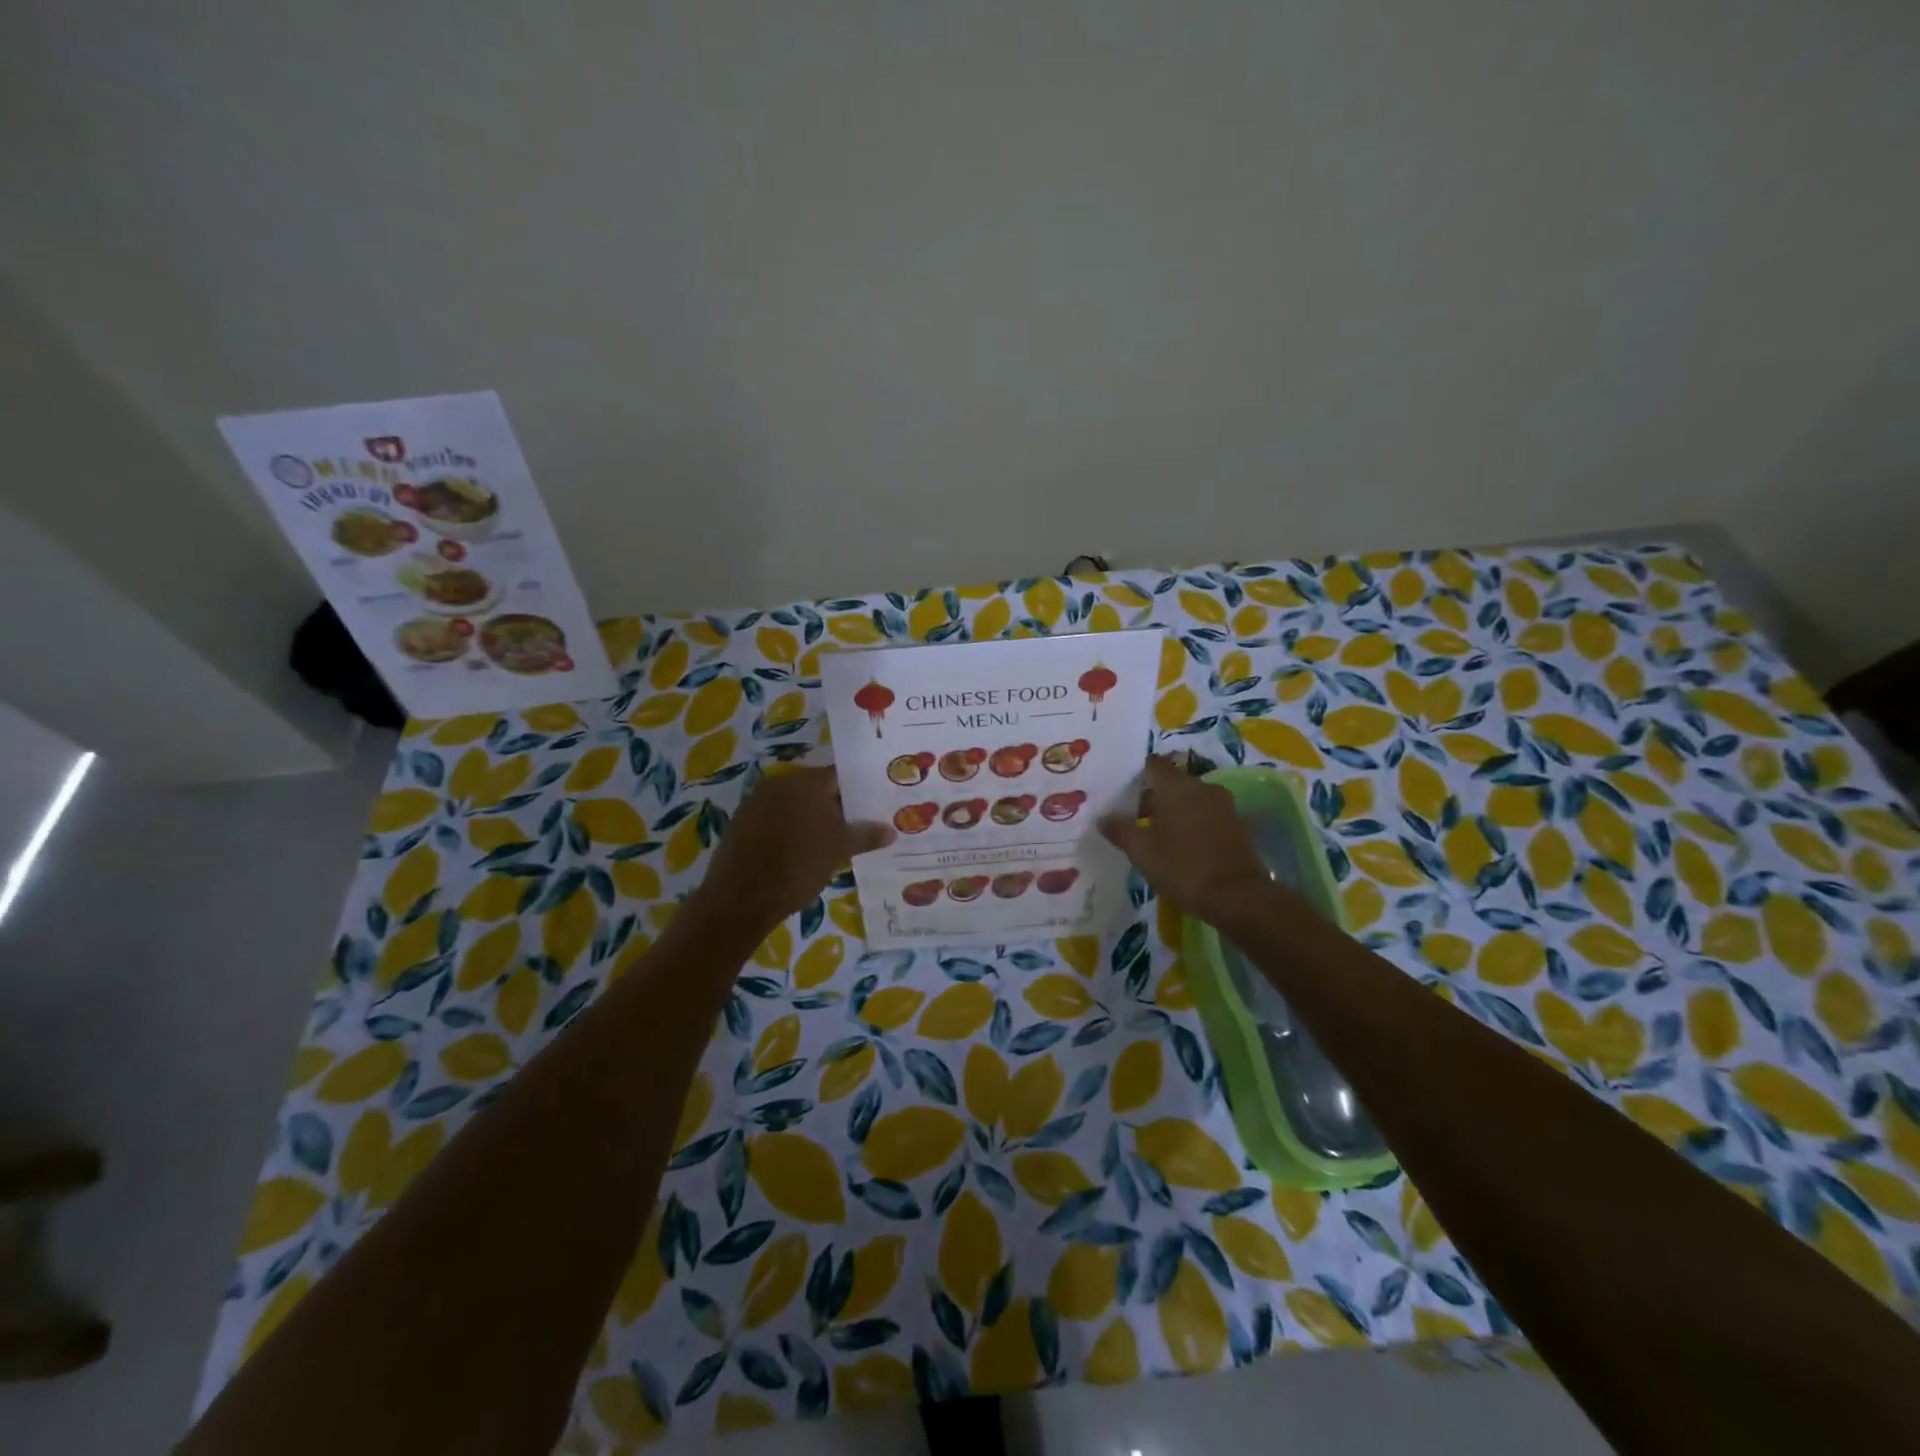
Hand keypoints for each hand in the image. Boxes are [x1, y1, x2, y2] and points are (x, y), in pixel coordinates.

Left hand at [692, 766, 890, 930]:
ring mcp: (756, 801)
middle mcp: (780, 782)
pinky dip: (789, 828)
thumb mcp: (839, 851)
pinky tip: (800, 850)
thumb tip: (890, 830)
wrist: (741, 898)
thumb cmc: (798, 867)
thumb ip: (865, 835)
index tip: (874, 806)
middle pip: (816, 788)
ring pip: (794, 804)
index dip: (859, 791)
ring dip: (812, 817)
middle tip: (856, 825)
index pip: (840, 776)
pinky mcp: (741, 821)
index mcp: (806, 782)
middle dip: (836, 805)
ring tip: (831, 840)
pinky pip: (774, 817)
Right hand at [1099, 756, 1273, 924]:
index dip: (1137, 775)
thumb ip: (1120, 829)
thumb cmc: (1182, 868)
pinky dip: (1193, 824)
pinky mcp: (1237, 824)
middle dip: (1154, 797)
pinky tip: (1183, 846)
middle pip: (1172, 781)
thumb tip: (1103, 816)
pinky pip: (1207, 814)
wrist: (1238, 897)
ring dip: (1175, 811)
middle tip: (1135, 819)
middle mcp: (1202, 787)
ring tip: (1158, 835)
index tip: (1123, 793)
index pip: (1153, 765)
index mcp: (1176, 786)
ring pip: (1191, 798)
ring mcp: (1223, 805)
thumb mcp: (1141, 851)